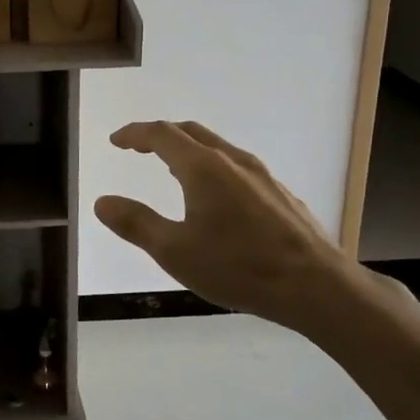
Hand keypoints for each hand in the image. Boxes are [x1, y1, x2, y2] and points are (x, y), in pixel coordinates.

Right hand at [94, 121, 380, 337]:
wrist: (317, 287)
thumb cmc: (239, 267)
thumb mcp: (175, 251)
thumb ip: (135, 224)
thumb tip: (102, 202)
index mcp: (203, 168)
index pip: (161, 134)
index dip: (134, 133)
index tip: (116, 140)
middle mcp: (232, 161)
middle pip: (190, 132)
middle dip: (160, 135)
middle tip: (139, 147)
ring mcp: (261, 175)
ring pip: (217, 147)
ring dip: (188, 149)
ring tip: (172, 168)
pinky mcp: (280, 193)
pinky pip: (236, 166)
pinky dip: (212, 166)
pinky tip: (216, 196)